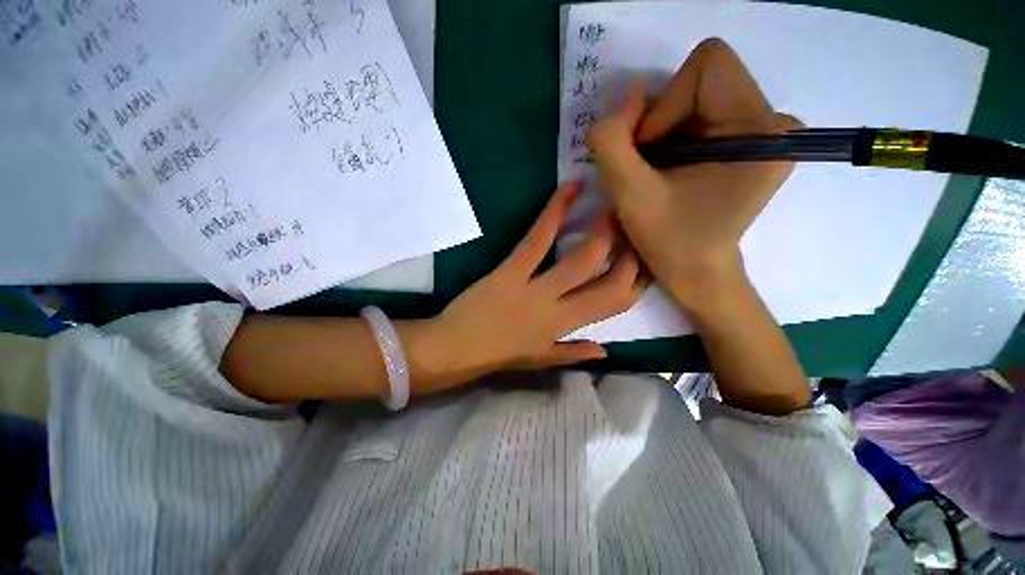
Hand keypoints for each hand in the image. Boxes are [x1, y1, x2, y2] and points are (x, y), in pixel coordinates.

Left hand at [420, 182, 646, 391]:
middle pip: (609, 281)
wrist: (454, 349)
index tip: (646, 259)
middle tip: (635, 223)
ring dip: (604, 230)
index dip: (638, 282)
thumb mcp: (539, 359)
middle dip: (631, 252)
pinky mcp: (510, 270)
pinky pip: (538, 238)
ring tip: (615, 202)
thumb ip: (573, 353)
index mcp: (566, 329)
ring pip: (581, 259)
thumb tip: (606, 350)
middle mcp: (559, 309)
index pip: (616, 305)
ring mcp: (535, 288)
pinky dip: (555, 211)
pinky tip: (569, 188)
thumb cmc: (496, 355)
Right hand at [587, 38, 797, 307]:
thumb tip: (627, 99)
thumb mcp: (628, 194)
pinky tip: (669, 172)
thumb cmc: (669, 242)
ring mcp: (765, 132)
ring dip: (664, 132)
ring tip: (656, 174)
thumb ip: (611, 141)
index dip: (665, 105)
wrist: (697, 273)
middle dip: (661, 121)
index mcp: (759, 129)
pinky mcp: (751, 143)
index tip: (649, 154)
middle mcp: (773, 121)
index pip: (707, 65)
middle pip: (702, 80)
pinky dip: (674, 139)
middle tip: (647, 167)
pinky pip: (703, 115)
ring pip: (697, 98)